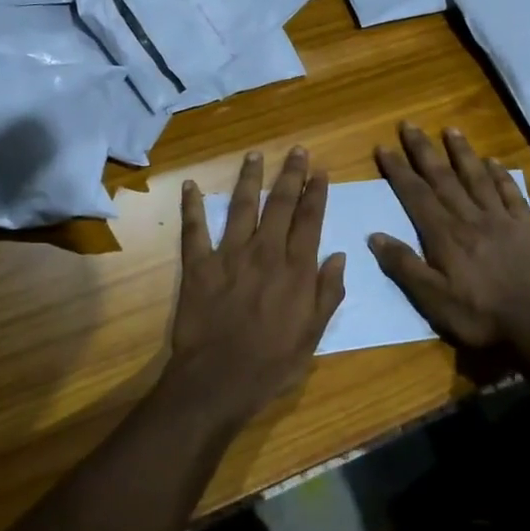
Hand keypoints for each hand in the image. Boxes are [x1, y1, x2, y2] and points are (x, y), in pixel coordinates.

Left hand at [167, 148, 347, 426]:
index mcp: (296, 269)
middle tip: (296, 150)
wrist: (219, 380)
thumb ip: (328, 293)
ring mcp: (229, 255)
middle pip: (280, 204)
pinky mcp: (198, 265)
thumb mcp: (314, 334)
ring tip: (254, 155)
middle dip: (290, 174)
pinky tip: (190, 184)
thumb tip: (339, 256)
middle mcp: (265, 252)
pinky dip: (191, 206)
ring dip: (248, 178)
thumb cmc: (273, 363)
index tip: (320, 170)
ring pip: (241, 206)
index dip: (316, 193)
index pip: (310, 220)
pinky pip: (194, 230)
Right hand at [370, 123, 529, 350]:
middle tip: (409, 125)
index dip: (398, 170)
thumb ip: (404, 266)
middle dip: (423, 150)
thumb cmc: (478, 316)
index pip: (415, 194)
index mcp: (444, 235)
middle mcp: (470, 218)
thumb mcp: (431, 300)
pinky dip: (501, 175)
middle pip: (443, 177)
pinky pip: (510, 193)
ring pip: (477, 177)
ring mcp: (500, 219)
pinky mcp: (525, 227)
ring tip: (450, 129)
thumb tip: (375, 236)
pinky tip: (494, 161)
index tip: (383, 147)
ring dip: (461, 152)